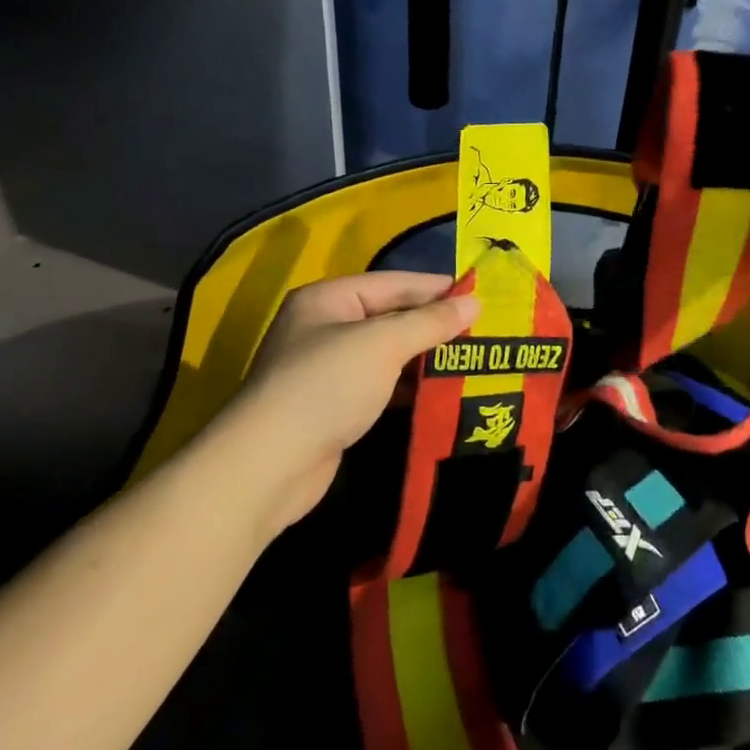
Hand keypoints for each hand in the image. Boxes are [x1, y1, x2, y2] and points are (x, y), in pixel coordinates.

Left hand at [203, 272, 478, 535]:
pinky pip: (380, 384)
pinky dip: (407, 386)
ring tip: (470, 359)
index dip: (436, 288)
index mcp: (329, 299)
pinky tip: (438, 391)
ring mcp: (326, 368)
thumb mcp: (383, 344)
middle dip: (433, 324)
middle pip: (390, 316)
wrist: (268, 467)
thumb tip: (475, 303)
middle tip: (481, 330)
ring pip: (387, 353)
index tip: (480, 294)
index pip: (394, 283)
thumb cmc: (326, 386)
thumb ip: (430, 321)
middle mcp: (324, 327)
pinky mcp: (332, 406)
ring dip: (424, 357)